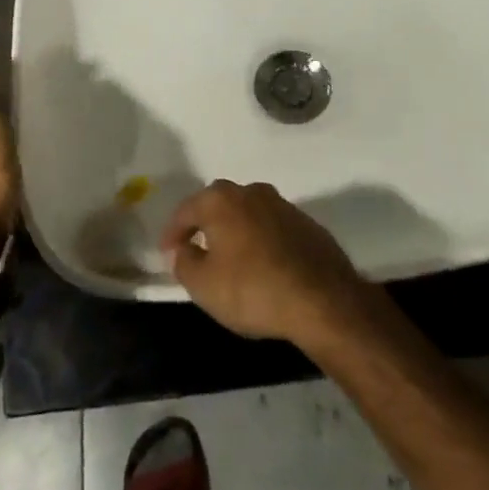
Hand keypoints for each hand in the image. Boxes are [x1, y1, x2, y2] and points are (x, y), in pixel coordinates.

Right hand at [160, 181, 377, 348]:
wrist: (321, 298)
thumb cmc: (253, 289)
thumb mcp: (204, 285)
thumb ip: (184, 263)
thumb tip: (181, 249)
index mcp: (221, 200)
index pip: (186, 210)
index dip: (172, 232)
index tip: (166, 252)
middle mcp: (251, 191)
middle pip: (218, 204)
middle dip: (204, 224)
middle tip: (195, 247)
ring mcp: (282, 204)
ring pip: (247, 212)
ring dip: (235, 230)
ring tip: (228, 256)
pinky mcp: (305, 222)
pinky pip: (271, 227)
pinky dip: (260, 240)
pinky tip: (261, 263)